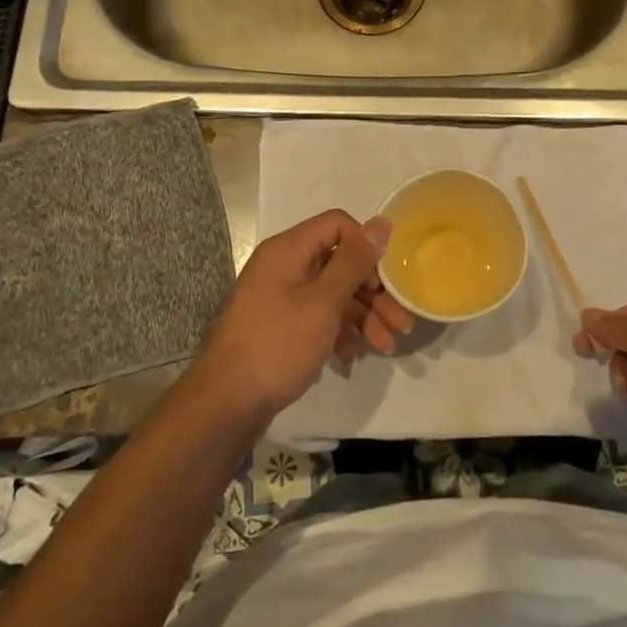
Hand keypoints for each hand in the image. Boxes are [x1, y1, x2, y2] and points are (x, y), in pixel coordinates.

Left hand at [193, 210, 412, 421]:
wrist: (226, 404)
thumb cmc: (277, 344)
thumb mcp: (323, 302)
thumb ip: (354, 262)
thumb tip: (382, 222)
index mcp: (289, 249)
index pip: (338, 225)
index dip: (366, 247)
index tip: (386, 279)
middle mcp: (284, 267)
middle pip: (340, 263)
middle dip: (373, 292)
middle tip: (401, 322)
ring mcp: (280, 298)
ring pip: (333, 294)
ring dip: (363, 317)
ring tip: (385, 347)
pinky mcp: (280, 326)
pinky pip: (318, 317)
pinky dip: (339, 332)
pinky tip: (352, 356)